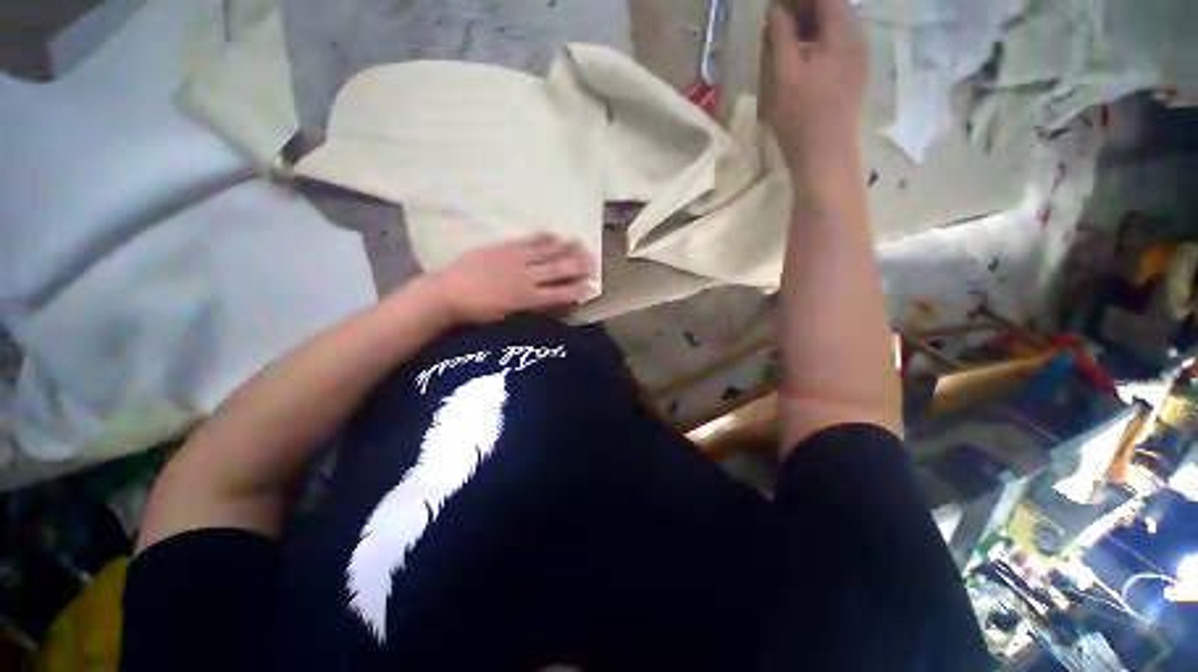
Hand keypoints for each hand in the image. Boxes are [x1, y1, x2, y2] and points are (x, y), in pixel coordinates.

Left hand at [429, 234, 596, 323]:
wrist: (448, 293)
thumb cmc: (478, 312)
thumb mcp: (508, 317)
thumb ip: (531, 309)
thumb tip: (551, 304)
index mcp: (527, 299)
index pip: (559, 293)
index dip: (577, 289)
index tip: (592, 286)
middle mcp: (526, 278)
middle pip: (558, 270)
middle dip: (578, 266)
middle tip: (594, 261)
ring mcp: (515, 260)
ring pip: (546, 252)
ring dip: (565, 248)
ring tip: (580, 243)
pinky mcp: (504, 248)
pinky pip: (528, 241)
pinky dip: (542, 237)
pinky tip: (553, 234)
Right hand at [763, 0, 867, 175]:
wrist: (825, 156)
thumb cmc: (801, 117)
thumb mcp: (785, 75)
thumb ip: (781, 37)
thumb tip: (776, 9)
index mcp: (842, 33)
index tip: (780, 6)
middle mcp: (856, 38)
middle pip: (833, 9)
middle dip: (806, 9)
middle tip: (779, 21)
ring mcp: (858, 58)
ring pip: (835, 28)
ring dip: (811, 28)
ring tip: (788, 40)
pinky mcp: (854, 76)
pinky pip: (837, 47)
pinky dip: (818, 44)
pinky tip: (803, 60)